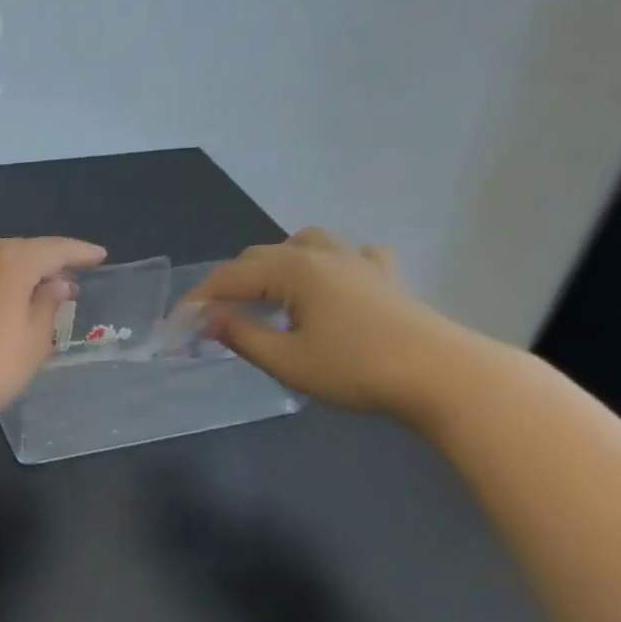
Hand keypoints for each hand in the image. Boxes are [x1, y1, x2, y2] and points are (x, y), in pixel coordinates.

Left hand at [0, 237, 106, 432]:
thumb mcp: (33, 342)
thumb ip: (48, 305)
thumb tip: (55, 284)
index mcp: (6, 262)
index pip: (52, 249)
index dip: (78, 252)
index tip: (98, 256)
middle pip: (14, 250)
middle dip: (39, 262)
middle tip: (60, 280)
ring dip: (4, 273)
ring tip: (21, 292)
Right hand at [184, 228, 479, 420]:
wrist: (446, 377)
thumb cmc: (357, 369)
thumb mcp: (287, 361)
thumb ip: (241, 336)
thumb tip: (208, 318)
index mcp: (293, 270)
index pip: (229, 278)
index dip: (197, 300)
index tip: (175, 326)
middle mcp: (321, 255)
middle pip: (259, 257)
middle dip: (229, 284)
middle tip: (212, 319)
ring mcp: (358, 261)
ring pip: (304, 243)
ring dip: (276, 264)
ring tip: (268, 294)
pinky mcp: (386, 277)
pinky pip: (351, 255)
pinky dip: (330, 264)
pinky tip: (332, 285)